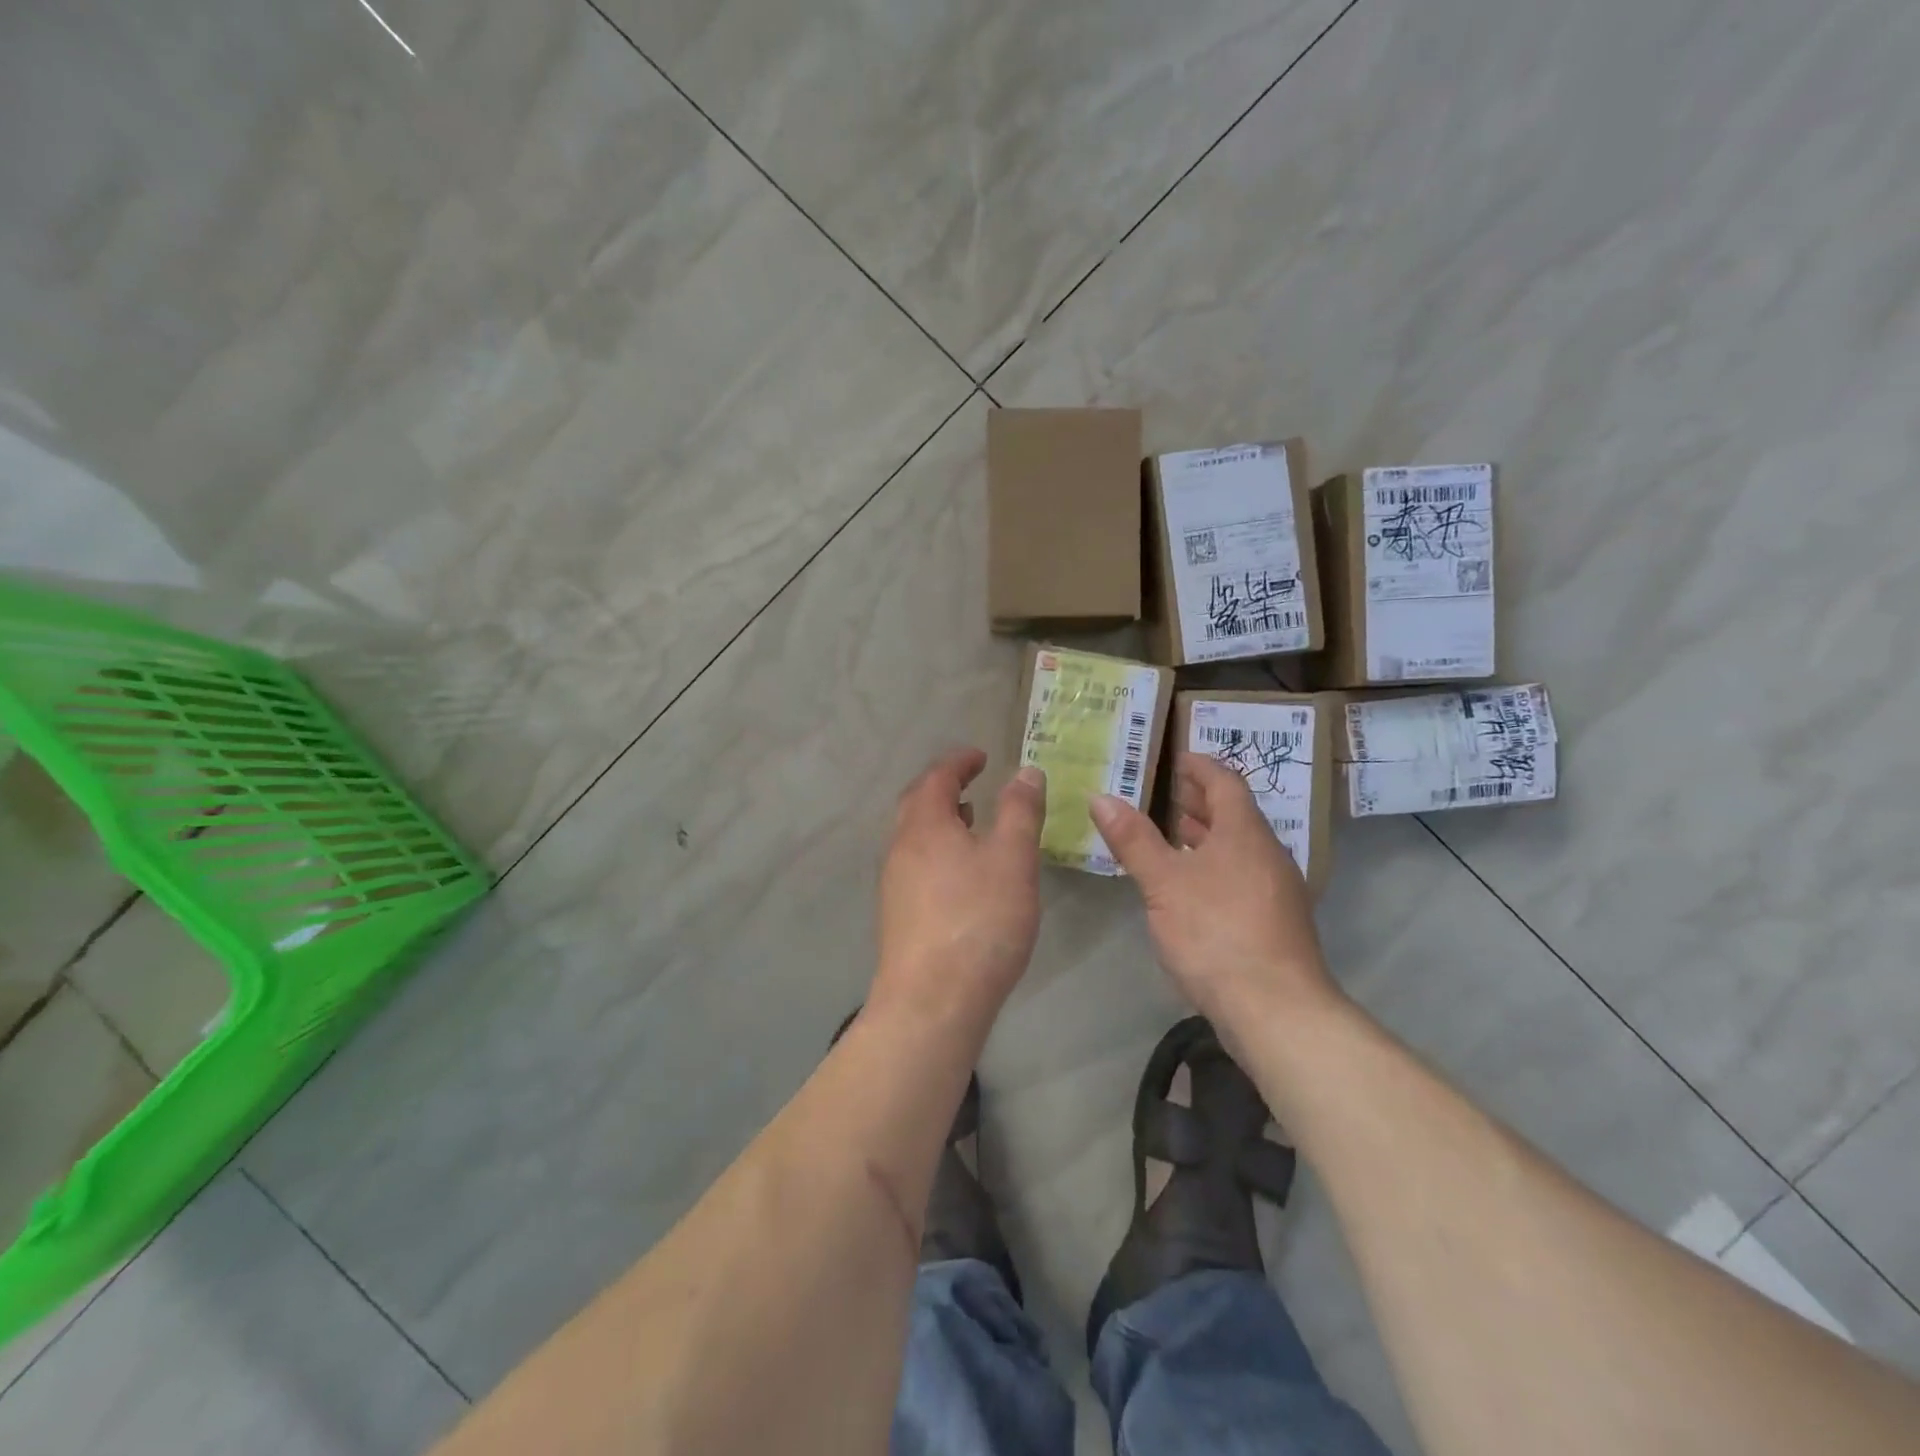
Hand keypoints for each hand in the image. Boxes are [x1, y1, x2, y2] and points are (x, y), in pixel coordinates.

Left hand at [871, 749, 1045, 1037]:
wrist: (932, 1001)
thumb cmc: (978, 920)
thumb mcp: (1012, 858)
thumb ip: (1020, 811)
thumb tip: (1025, 771)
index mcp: (925, 825)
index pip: (937, 777)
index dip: (959, 761)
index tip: (981, 756)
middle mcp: (900, 847)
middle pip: (917, 803)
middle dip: (943, 787)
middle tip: (972, 783)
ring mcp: (894, 883)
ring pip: (914, 836)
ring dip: (940, 820)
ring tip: (970, 823)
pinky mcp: (897, 915)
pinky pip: (916, 864)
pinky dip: (937, 850)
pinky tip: (960, 874)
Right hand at [1091, 752, 1338, 1037]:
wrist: (1275, 1008)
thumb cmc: (1215, 931)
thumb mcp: (1163, 882)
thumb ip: (1133, 839)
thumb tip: (1101, 797)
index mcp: (1244, 833)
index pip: (1226, 782)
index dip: (1201, 766)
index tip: (1178, 757)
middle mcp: (1267, 854)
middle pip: (1235, 814)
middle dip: (1201, 801)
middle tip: (1169, 792)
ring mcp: (1276, 890)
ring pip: (1239, 848)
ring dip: (1208, 835)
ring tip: (1174, 833)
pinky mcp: (1275, 922)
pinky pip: (1242, 875)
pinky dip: (1215, 865)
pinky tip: (1192, 886)